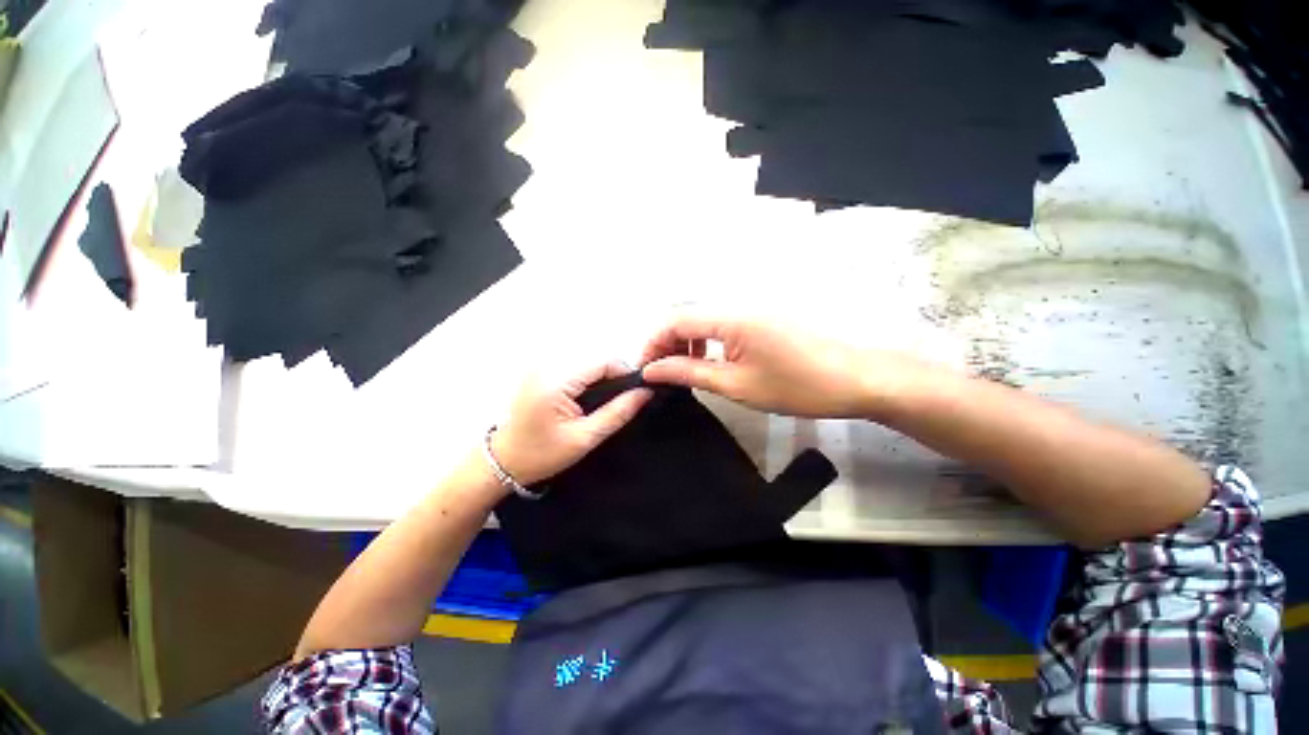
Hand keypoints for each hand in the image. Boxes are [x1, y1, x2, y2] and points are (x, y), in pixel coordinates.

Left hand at [491, 362, 652, 485]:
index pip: (603, 361)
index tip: (638, 390)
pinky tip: (591, 396)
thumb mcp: (585, 438)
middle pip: (595, 358)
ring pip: (587, 361)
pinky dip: (588, 377)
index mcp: (556, 380)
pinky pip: (574, 366)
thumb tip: (644, 394)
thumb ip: (617, 413)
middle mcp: (547, 366)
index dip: (625, 372)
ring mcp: (541, 366)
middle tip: (625, 399)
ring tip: (609, 400)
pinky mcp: (540, 371)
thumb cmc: (541, 454)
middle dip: (614, 375)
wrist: (502, 461)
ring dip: (602, 376)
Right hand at [639, 315, 922, 418]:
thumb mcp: (735, 385)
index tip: (645, 370)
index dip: (652, 342)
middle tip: (661, 374)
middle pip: (687, 316)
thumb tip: (653, 370)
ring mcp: (751, 310)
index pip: (674, 319)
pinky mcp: (761, 318)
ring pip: (703, 319)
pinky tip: (709, 360)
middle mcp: (737, 305)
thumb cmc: (796, 386)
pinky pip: (721, 324)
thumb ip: (690, 373)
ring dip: (686, 341)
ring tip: (683, 370)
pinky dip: (707, 340)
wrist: (854, 379)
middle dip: (667, 342)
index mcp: (730, 317)